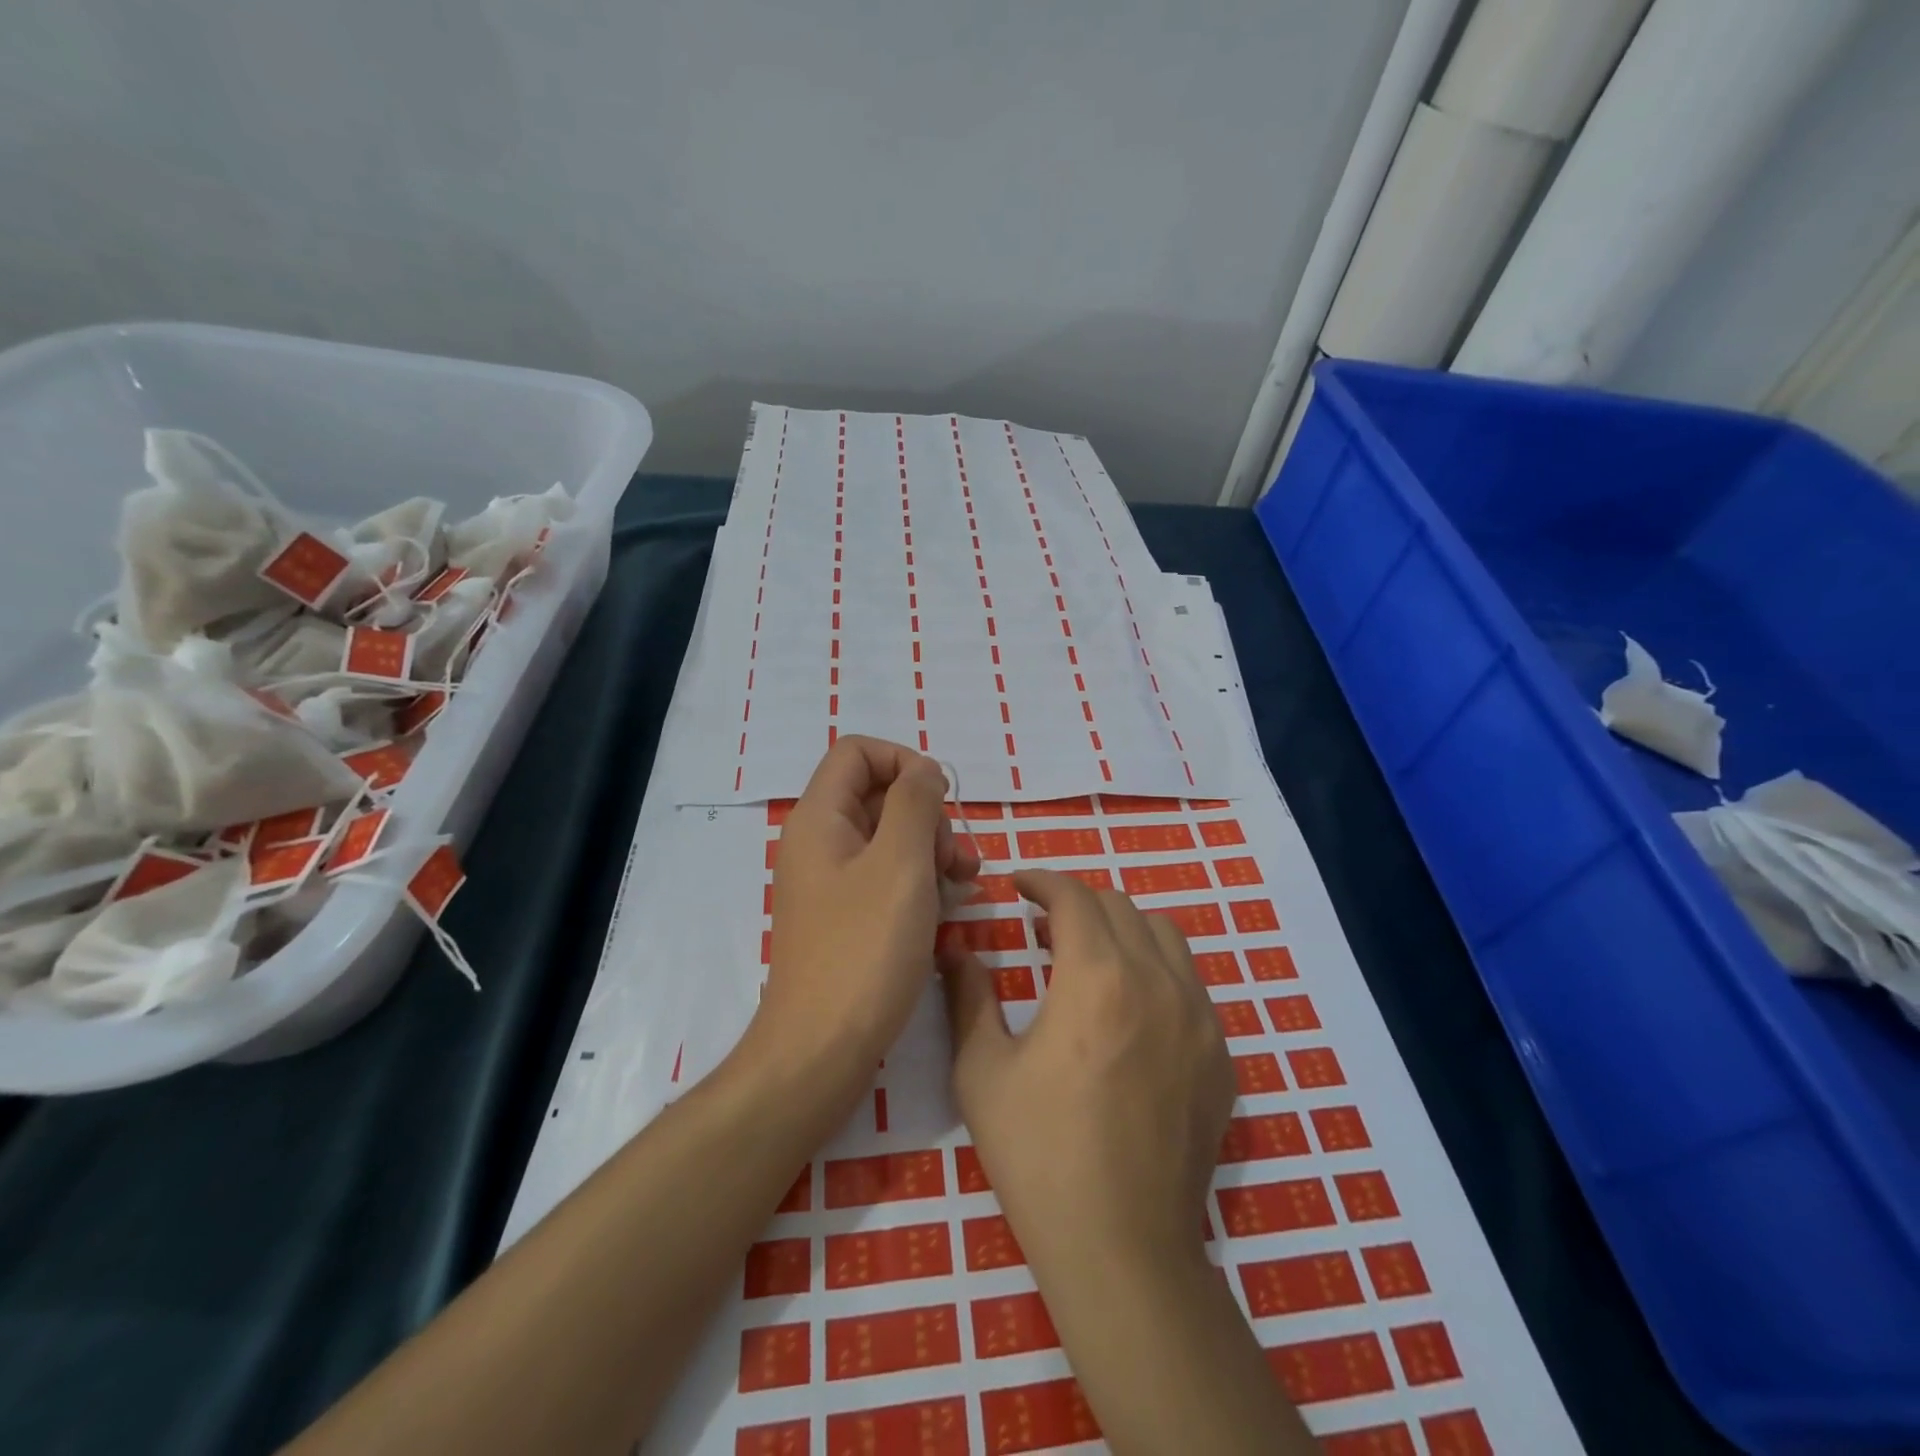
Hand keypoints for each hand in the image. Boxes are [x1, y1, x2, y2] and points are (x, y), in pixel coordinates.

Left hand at [750, 736, 978, 1087]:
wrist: (820, 1051)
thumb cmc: (864, 951)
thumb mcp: (900, 864)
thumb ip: (915, 803)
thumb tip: (925, 772)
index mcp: (820, 819)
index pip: (858, 752)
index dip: (904, 761)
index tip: (942, 800)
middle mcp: (819, 843)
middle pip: (879, 795)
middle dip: (928, 815)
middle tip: (960, 859)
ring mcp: (831, 883)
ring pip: (889, 838)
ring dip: (932, 850)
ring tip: (965, 885)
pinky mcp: (845, 918)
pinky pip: (886, 878)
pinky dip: (919, 882)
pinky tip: (948, 909)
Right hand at [941, 868, 1233, 1271]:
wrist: (1122, 1248)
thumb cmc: (1039, 1154)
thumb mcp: (982, 1071)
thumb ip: (969, 995)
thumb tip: (957, 947)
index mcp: (1097, 977)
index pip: (1073, 896)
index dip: (1042, 880)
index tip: (1018, 885)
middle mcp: (1158, 981)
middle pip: (1120, 907)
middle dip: (1077, 903)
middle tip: (1043, 927)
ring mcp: (1200, 1018)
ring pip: (1165, 935)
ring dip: (1123, 928)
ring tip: (1091, 957)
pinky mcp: (1221, 1055)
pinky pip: (1191, 984)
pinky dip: (1157, 970)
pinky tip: (1131, 1011)